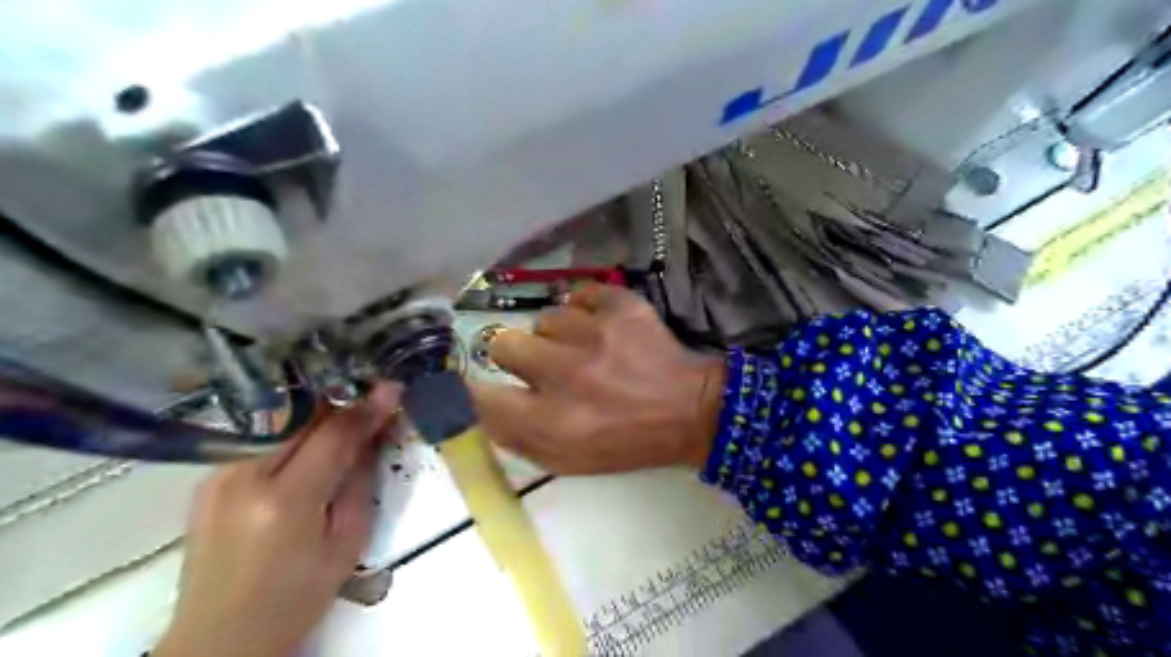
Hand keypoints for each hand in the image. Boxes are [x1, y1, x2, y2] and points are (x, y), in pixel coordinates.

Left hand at [154, 384, 398, 655]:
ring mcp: (217, 477)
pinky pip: (260, 438)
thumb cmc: (296, 596)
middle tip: (371, 395)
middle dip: (340, 401)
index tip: (393, 388)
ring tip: (345, 410)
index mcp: (285, 501)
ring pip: (277, 421)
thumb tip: (374, 434)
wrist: (220, 637)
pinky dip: (291, 430)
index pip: (334, 435)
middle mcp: (243, 478)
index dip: (367, 408)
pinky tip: (310, 435)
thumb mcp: (346, 544)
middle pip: (301, 417)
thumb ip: (360, 482)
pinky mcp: (207, 480)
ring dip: (316, 412)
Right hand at [471, 284, 729, 475]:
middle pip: (503, 343)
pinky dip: (585, 310)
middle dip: (518, 356)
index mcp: (551, 421)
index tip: (479, 385)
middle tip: (544, 366)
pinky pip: (579, 295)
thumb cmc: (626, 442)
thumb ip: (517, 437)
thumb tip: (480, 406)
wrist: (689, 411)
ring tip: (584, 349)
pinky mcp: (620, 306)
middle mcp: (565, 373)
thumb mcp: (567, 461)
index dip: (471, 388)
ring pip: (545, 318)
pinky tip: (601, 328)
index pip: (481, 396)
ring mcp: (594, 333)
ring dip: (558, 336)